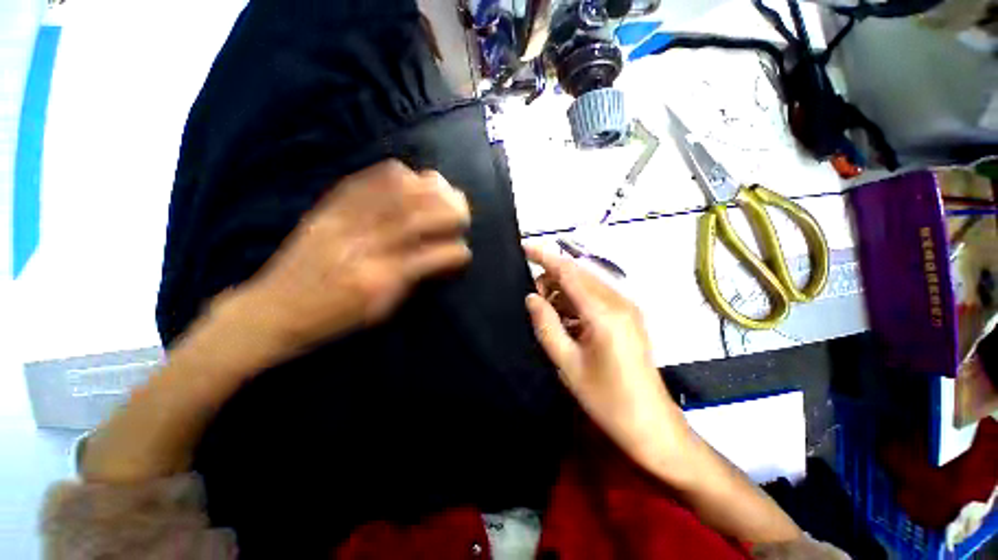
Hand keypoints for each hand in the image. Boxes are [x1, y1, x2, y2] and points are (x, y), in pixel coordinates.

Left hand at [239, 160, 471, 357]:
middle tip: (463, 209)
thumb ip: (412, 282)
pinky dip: (392, 174)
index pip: (429, 258)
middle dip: (448, 209)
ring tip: (445, 187)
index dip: (455, 251)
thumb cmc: (332, 319)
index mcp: (378, 280)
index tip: (465, 251)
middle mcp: (363, 247)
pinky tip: (409, 174)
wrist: (272, 310)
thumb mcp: (378, 311)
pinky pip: (363, 181)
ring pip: (393, 194)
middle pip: (415, 217)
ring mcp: (342, 223)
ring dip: (427, 187)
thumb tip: (441, 260)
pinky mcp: (325, 210)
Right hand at [524, 245, 690, 469]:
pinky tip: (566, 319)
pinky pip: (597, 297)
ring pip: (587, 284)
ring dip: (563, 290)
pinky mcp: (629, 317)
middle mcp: (619, 302)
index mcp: (604, 312)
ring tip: (546, 310)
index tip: (524, 246)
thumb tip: (531, 297)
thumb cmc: (607, 399)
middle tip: (533, 298)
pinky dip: (576, 301)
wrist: (652, 426)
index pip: (569, 271)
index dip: (545, 256)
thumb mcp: (567, 364)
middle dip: (552, 277)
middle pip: (579, 274)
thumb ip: (546, 325)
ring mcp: (627, 308)